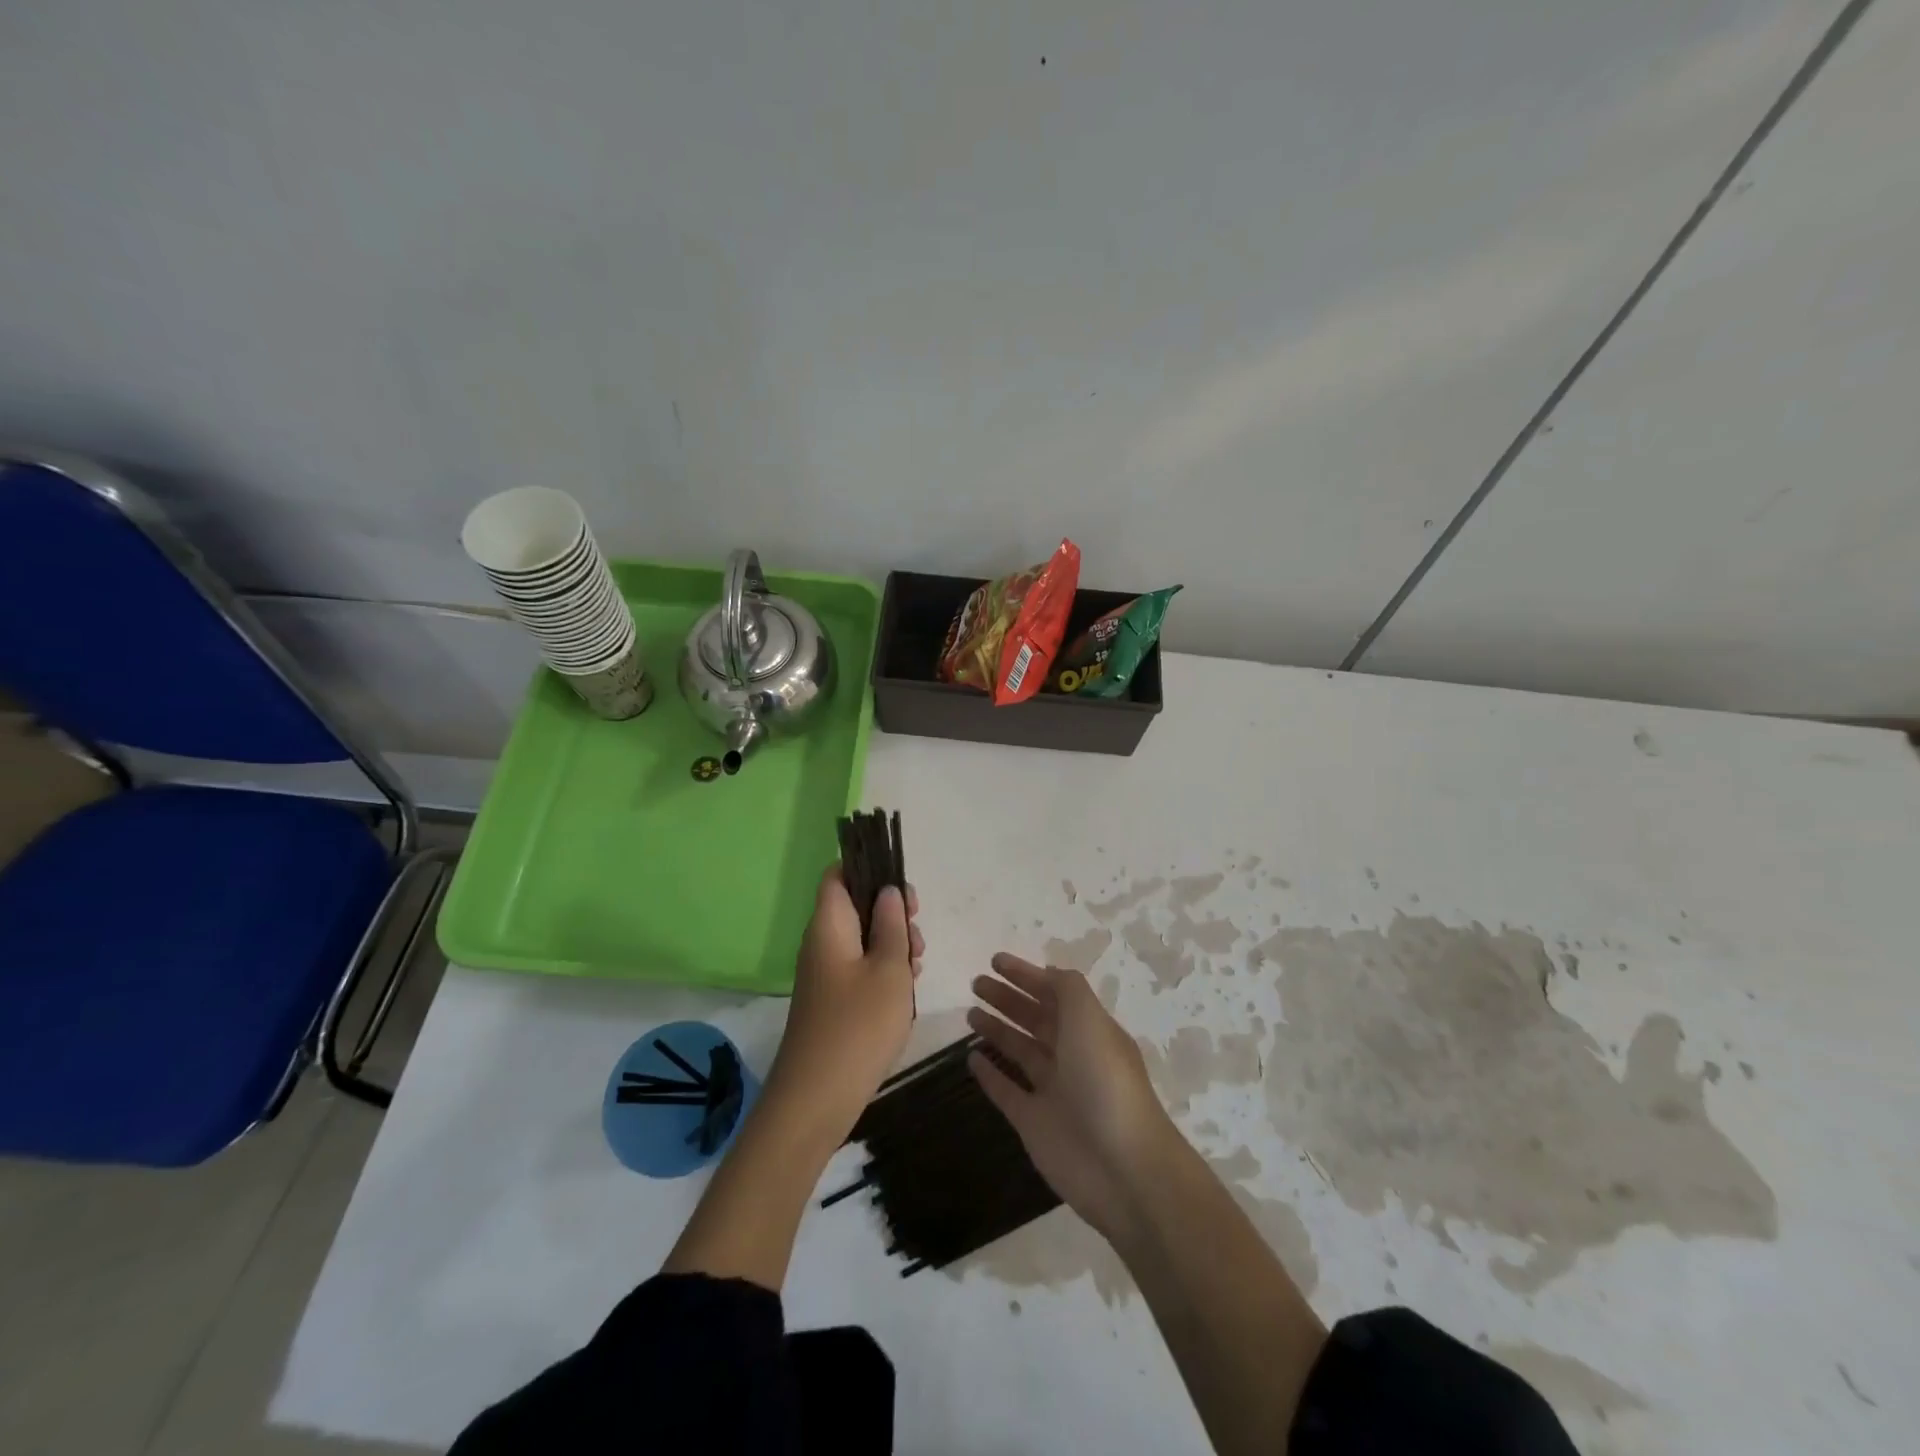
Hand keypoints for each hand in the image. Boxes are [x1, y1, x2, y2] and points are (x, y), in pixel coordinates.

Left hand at [764, 866, 923, 1142]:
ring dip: (893, 943)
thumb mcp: (889, 969)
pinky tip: (906, 988)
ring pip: (862, 938)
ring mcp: (826, 973)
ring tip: (917, 963)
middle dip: (891, 911)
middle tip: (917, 931)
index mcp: (829, 925)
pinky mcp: (833, 999)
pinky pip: (860, 967)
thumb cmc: (858, 1026)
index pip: (838, 874)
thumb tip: (888, 891)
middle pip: (855, 905)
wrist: (816, 1098)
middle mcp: (822, 942)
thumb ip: (893, 925)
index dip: (868, 868)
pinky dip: (885, 969)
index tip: (901, 886)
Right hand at [968, 953, 1179, 1238]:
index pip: (1055, 993)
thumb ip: (1067, 989)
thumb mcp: (1090, 1019)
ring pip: (1020, 1051)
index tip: (995, 960)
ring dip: (997, 1030)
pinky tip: (970, 1057)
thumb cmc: (1104, 1081)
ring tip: (969, 1013)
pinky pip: (1007, 1091)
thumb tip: (1045, 973)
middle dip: (1008, 998)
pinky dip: (990, 1074)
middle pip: (1036, 1018)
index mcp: (1090, 1030)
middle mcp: (1073, 1056)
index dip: (1027, 975)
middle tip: (976, 983)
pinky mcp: (1034, 1123)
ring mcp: (1053, 1091)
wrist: (1122, 1168)